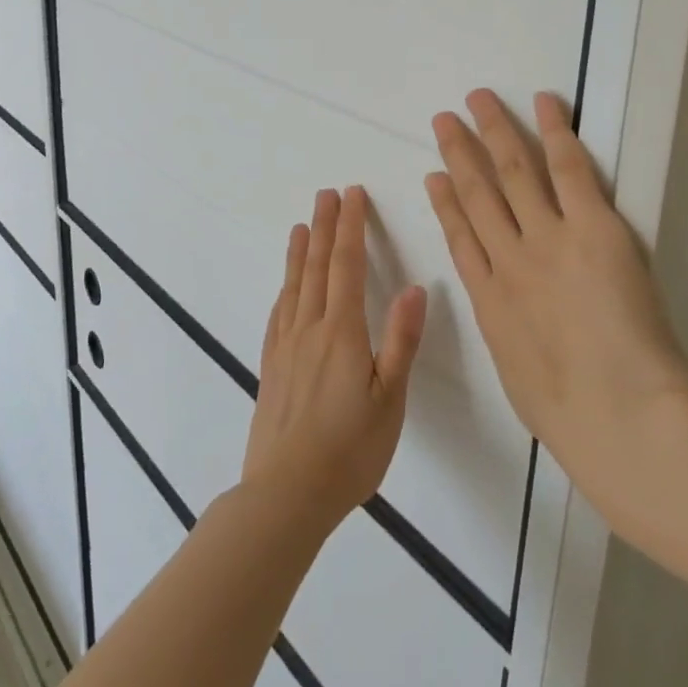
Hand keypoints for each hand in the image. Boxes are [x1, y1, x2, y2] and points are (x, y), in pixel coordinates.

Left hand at [242, 186, 427, 534]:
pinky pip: (278, 315)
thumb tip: (416, 288)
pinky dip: (284, 290)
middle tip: (326, 194)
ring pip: (294, 286)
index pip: (347, 265)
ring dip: (299, 252)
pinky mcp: (271, 367)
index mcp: (342, 332)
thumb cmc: (349, 449)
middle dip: (324, 226)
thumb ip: (401, 341)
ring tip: (302, 225)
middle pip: (317, 266)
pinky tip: (284, 288)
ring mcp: (286, 347)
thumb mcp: (390, 399)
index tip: (351, 195)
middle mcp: (310, 329)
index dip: (350, 227)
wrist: (286, 492)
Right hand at [426, 89, 687, 502]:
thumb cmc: (569, 415)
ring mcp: (547, 239)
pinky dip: (554, 133)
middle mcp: (509, 258)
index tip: (433, 175)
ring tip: (477, 101)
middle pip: (477, 192)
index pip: (460, 236)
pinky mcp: (592, 228)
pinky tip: (544, 103)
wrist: (618, 415)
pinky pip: (568, 170)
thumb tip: (516, 331)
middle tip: (444, 119)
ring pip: (512, 171)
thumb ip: (515, 343)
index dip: (445, 202)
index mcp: (490, 299)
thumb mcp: (521, 379)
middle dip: (460, 152)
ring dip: (494, 131)